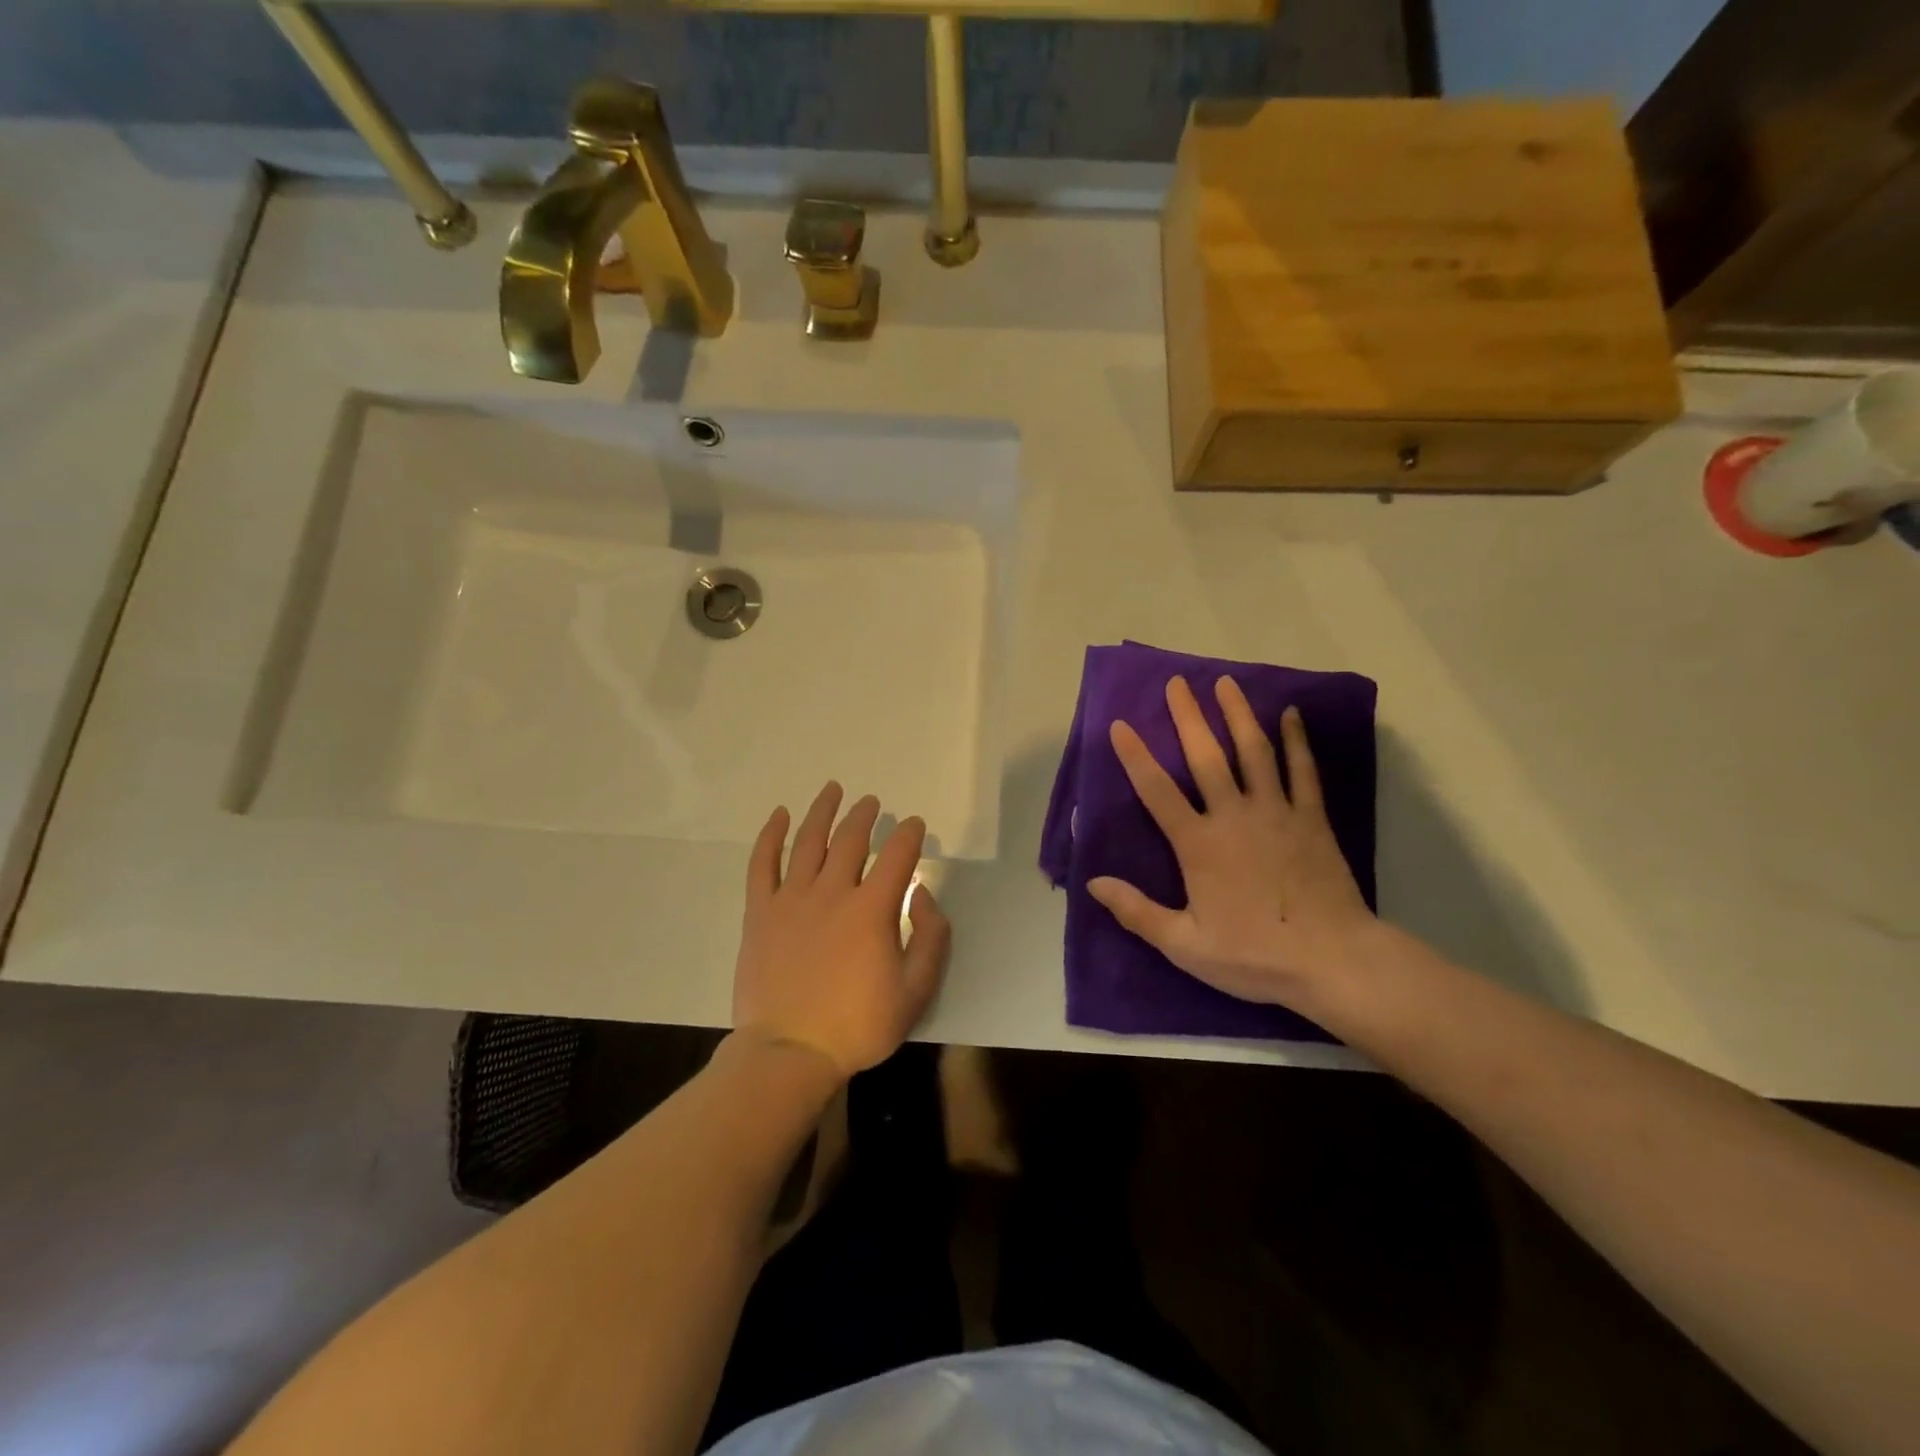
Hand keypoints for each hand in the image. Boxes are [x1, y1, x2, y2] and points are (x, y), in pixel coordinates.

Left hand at [733, 782, 951, 1081]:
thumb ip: (930, 938)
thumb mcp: (915, 991)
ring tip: (833, 790)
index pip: (897, 855)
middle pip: (851, 838)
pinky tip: (780, 816)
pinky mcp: (760, 912)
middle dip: (866, 815)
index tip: (916, 825)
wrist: (789, 1053)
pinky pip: (762, 864)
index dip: (910, 834)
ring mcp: (791, 899)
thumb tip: (923, 894)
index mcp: (872, 909)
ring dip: (823, 811)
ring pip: (808, 841)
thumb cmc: (857, 1026)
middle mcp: (832, 892)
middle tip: (873, 802)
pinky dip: (771, 836)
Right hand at [1087, 675, 1375, 1008]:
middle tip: (1177, 683)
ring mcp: (1276, 812)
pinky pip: (1303, 771)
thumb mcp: (1185, 944)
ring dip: (1238, 715)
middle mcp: (1234, 815)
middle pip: (1206, 757)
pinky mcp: (1312, 819)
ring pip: (1254, 752)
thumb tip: (1093, 882)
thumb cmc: (1254, 954)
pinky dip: (1297, 741)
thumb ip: (1137, 911)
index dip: (1135, 756)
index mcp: (1198, 843)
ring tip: (1225, 683)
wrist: (1333, 961)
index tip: (1120, 725)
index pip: (1157, 791)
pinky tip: (1291, 716)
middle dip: (1188, 717)